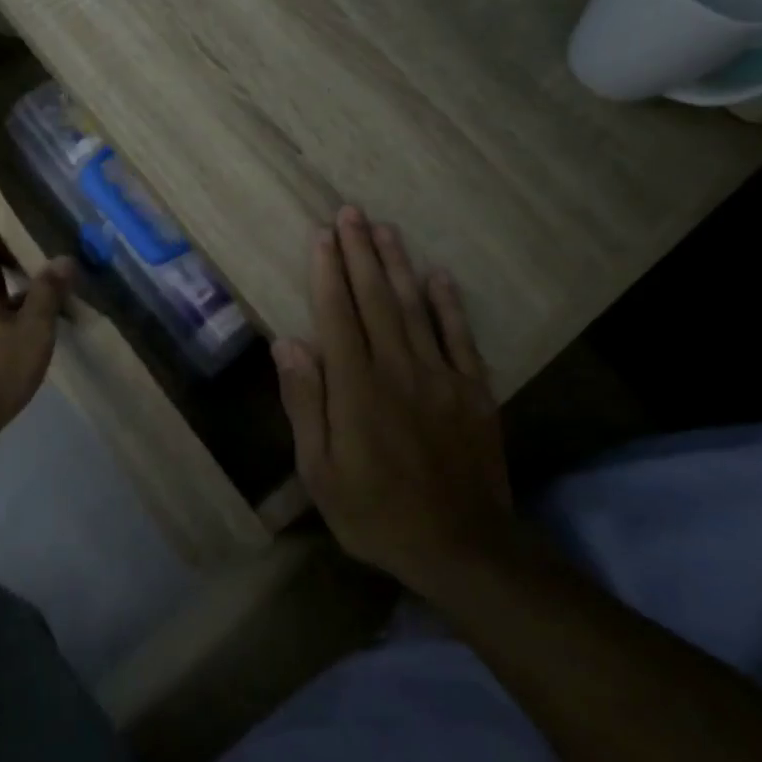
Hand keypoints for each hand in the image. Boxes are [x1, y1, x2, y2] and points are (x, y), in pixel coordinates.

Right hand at [272, 206, 513, 591]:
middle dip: (360, 252)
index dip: (328, 271)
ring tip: (384, 228)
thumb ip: (305, 402)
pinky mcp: (474, 391)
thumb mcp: (319, 470)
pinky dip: (449, 304)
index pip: (338, 314)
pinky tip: (438, 275)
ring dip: (398, 265)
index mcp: (356, 387)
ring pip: (416, 307)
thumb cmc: (375, 512)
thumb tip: (287, 343)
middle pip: (376, 299)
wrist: (461, 548)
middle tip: (351, 212)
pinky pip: (460, 337)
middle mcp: (398, 368)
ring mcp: (441, 377)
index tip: (322, 236)